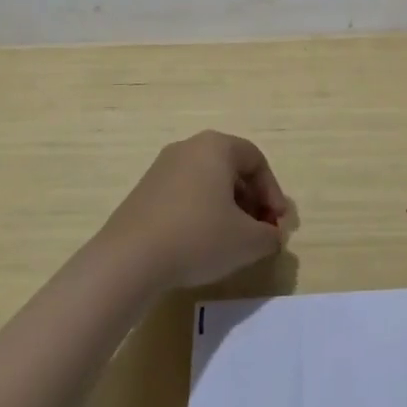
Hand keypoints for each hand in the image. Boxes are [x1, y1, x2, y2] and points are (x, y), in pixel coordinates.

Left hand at [96, 131, 295, 292]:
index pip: (256, 161)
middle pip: (231, 169)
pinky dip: (201, 213)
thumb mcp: (248, 241)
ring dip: (227, 209)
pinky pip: (184, 195)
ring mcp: (161, 168)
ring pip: (207, 183)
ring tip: (232, 241)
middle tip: (259, 232)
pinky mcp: (144, 192)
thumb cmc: (198, 237)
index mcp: (216, 147)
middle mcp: (188, 148)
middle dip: (251, 201)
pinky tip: (201, 244)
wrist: (129, 259)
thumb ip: (270, 236)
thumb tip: (272, 236)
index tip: (277, 224)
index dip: (273, 193)